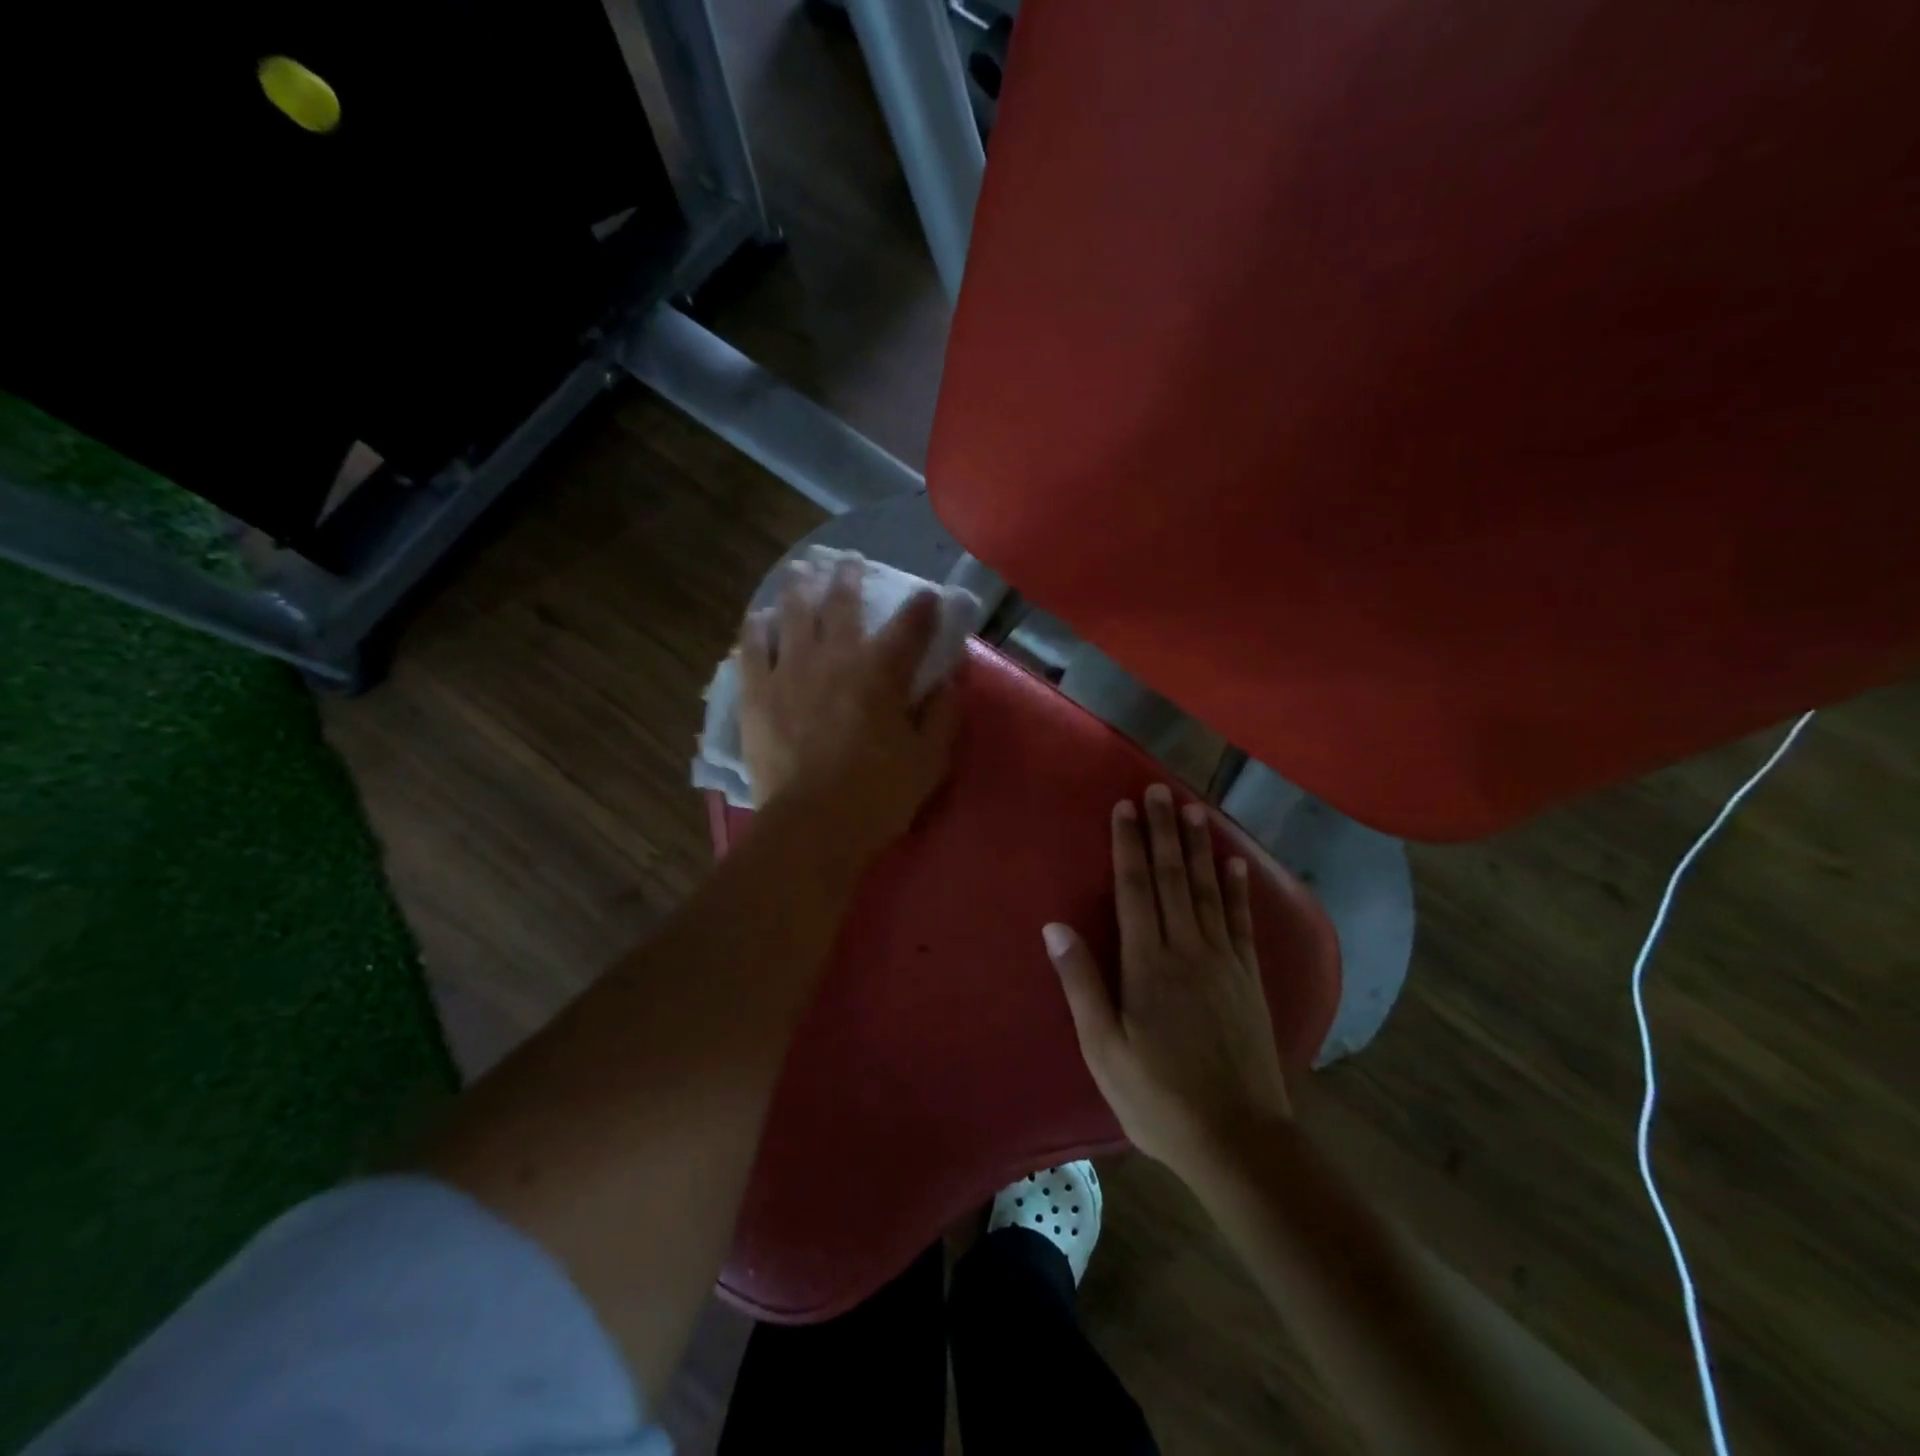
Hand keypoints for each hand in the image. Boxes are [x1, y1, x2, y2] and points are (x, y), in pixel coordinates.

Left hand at [738, 557, 958, 860]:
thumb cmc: (879, 795)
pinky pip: (752, 648)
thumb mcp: (929, 759)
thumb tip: (949, 681)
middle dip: (848, 578)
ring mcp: (790, 671)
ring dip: (799, 588)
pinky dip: (756, 628)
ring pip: (792, 614)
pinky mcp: (758, 693)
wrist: (812, 826)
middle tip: (848, 561)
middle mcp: (834, 658)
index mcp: (881, 672)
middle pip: (841, 605)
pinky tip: (758, 617)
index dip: (922, 606)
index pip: (909, 626)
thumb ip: (943, 714)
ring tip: (800, 571)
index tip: (929, 594)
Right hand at [1043, 784, 1291, 1180]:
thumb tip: (1055, 927)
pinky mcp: (1249, 979)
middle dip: (1163, 831)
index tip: (1125, 806)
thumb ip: (1081, 984)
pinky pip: (1241, 922)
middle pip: (1171, 878)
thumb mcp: (1103, 1049)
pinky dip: (1237, 889)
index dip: (1128, 845)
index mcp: (1147, 964)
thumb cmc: (1157, 1098)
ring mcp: (1223, 962)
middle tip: (1158, 789)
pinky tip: (1236, 864)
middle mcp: (1187, 950)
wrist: (1237, 1140)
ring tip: (1193, 809)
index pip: (1135, 889)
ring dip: (1198, 847)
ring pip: (1207, 890)